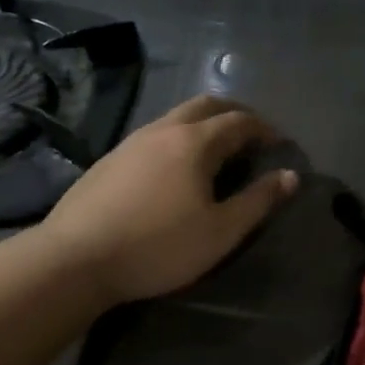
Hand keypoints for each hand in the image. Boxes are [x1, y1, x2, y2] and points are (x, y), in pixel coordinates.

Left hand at [34, 95, 297, 305]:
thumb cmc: (158, 246)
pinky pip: (156, 133)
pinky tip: (176, 168)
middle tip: (253, 136)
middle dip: (236, 113)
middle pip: (207, 105)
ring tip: (218, 150)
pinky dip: (179, 137)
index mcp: (196, 142)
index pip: (240, 121)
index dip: (266, 129)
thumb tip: (290, 176)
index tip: (281, 144)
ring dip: (205, 123)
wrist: (74, 260)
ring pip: (177, 116)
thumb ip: (259, 201)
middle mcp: (164, 129)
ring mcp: (132, 141)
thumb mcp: (221, 231)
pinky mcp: (111, 158)